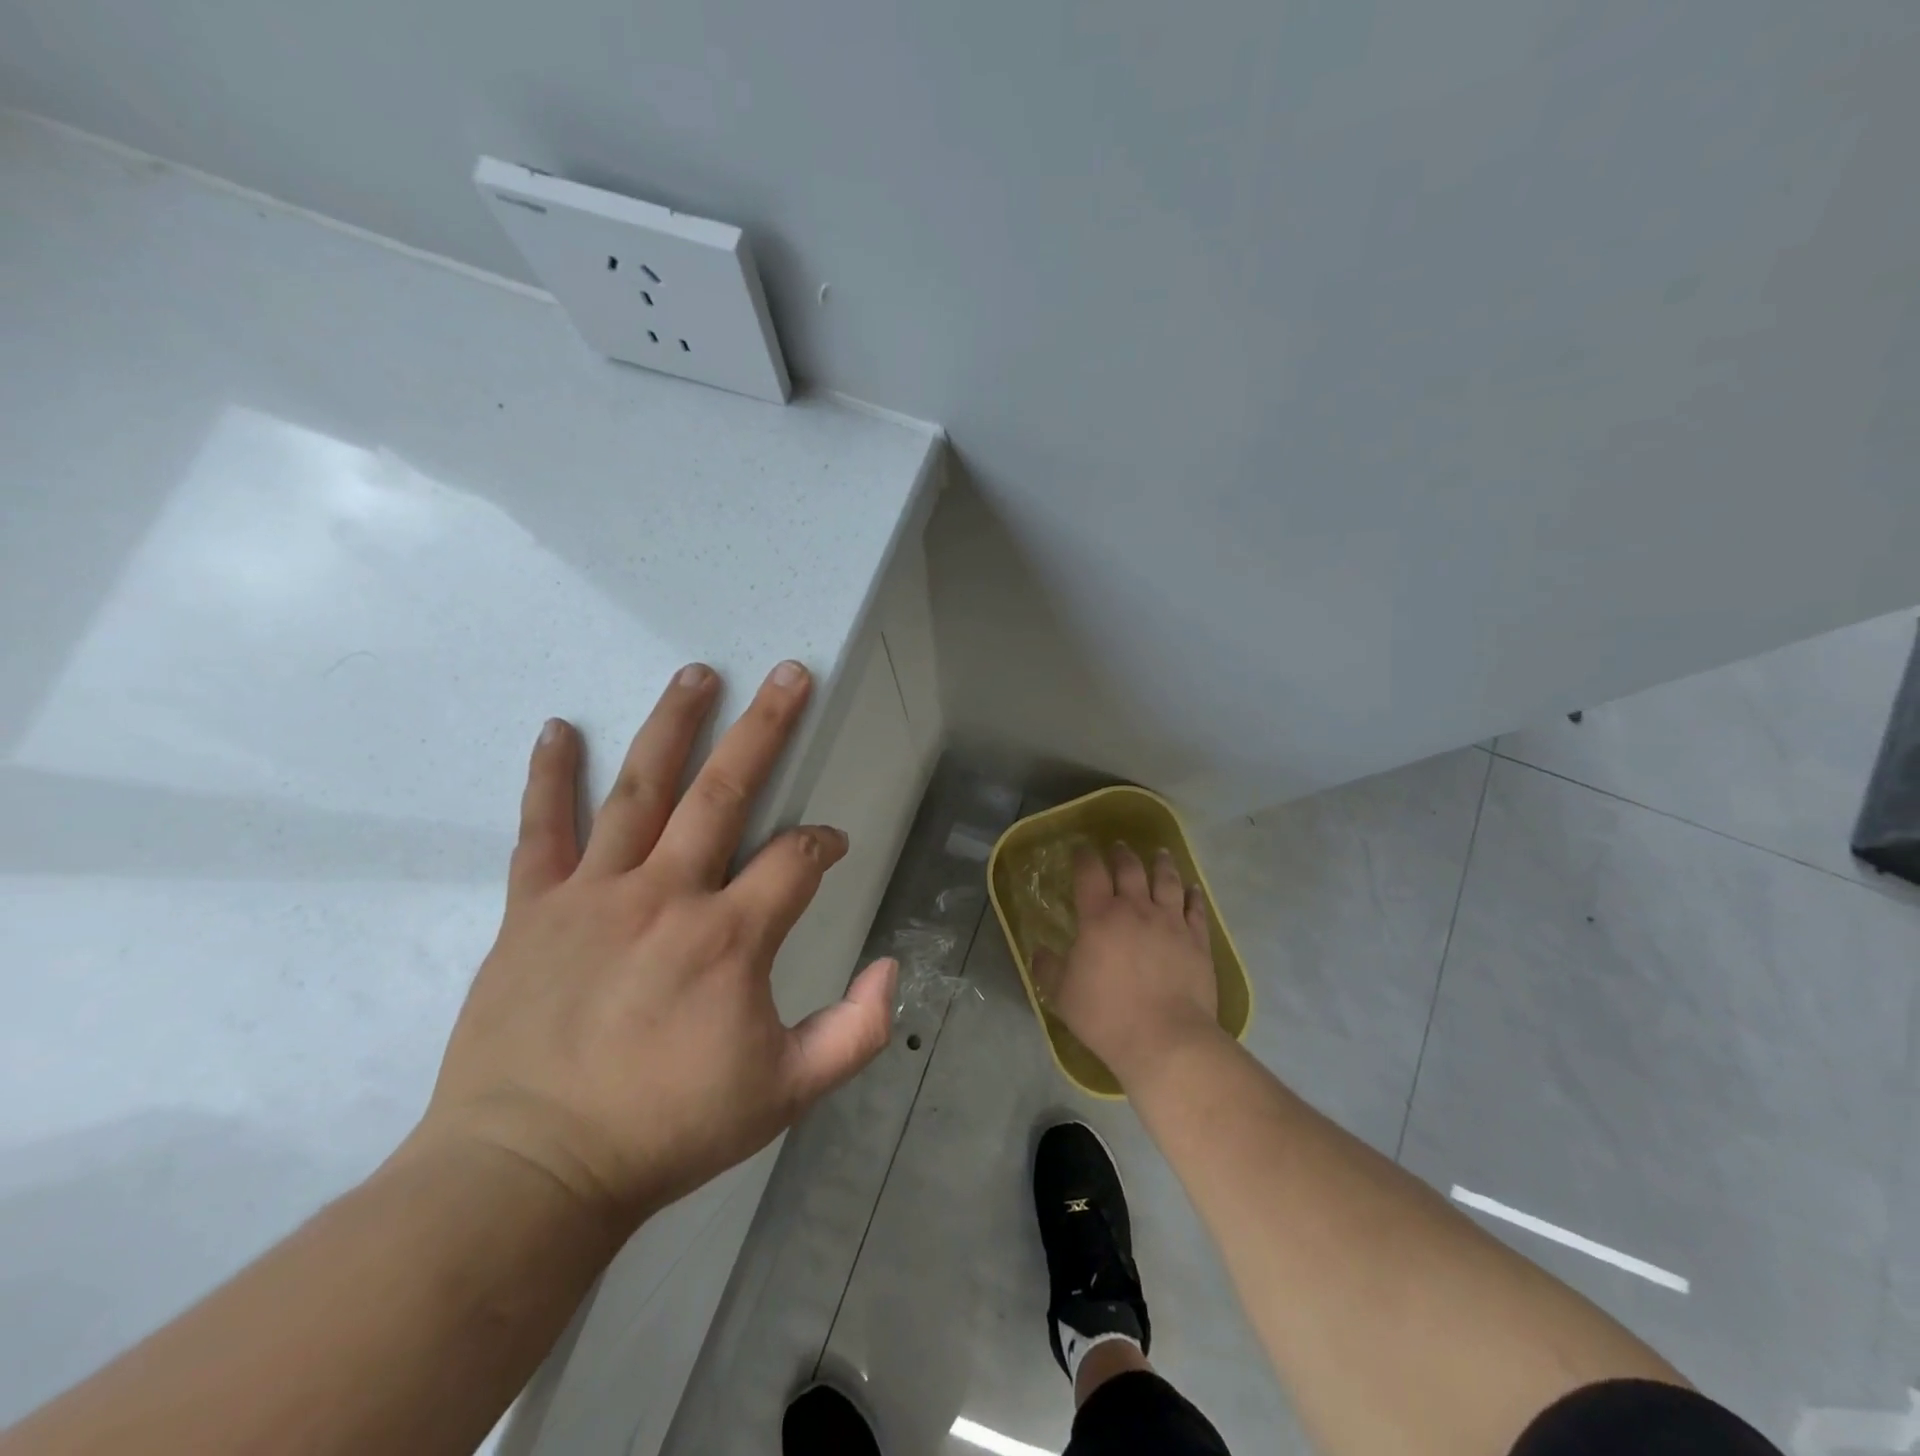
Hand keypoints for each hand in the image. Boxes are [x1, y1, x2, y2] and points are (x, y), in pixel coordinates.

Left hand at [414, 661, 897, 1238]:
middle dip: (765, 727)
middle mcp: (668, 895)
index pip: (797, 859)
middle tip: (788, 674)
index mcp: (730, 937)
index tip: (829, 846)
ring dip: (673, 725)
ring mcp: (596, 894)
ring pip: (641, 789)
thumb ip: (856, 1030)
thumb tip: (892, 966)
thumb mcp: (787, 1093)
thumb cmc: (666, 1131)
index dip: (824, 843)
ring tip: (696, 673)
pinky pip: (541, 829)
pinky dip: (549, 776)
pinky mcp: (534, 908)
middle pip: (726, 791)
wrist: (530, 1172)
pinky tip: (558, 728)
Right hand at [1032, 845, 1222, 1087]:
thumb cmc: (1107, 1016)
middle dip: (1122, 854)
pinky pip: (1196, 909)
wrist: (1166, 1039)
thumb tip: (1037, 951)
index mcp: (1099, 918)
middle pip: (1130, 869)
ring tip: (1159, 853)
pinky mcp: (1197, 941)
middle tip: (1119, 847)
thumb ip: (1048, 968)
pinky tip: (1193, 889)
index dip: (1084, 856)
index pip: (1089, 873)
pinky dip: (1193, 894)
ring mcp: (1171, 923)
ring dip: (1161, 864)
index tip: (1080, 848)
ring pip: (1167, 881)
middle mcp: (1136, 910)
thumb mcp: (1062, 995)